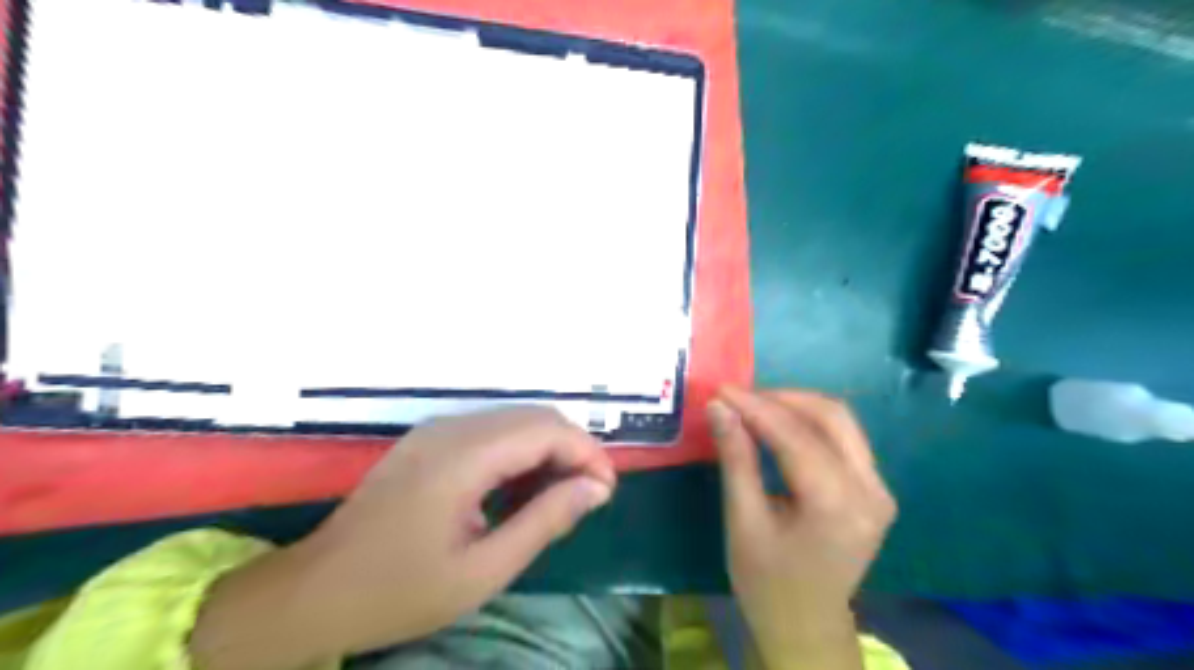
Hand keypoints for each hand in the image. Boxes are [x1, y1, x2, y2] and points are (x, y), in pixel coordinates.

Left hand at [193, 407, 614, 669]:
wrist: (313, 592)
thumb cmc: (399, 591)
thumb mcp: (484, 569)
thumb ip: (545, 520)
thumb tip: (596, 488)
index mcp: (465, 456)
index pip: (547, 430)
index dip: (587, 454)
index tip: (606, 491)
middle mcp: (453, 428)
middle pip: (535, 416)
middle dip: (573, 448)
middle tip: (589, 495)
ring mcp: (437, 430)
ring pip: (515, 420)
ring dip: (548, 449)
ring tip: (560, 496)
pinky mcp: (430, 440)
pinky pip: (491, 431)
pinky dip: (520, 451)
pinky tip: (521, 488)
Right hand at [708, 388, 895, 669]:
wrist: (806, 624)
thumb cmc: (766, 580)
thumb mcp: (744, 521)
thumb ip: (735, 459)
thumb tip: (719, 408)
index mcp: (837, 506)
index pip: (796, 436)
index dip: (756, 406)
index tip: (721, 390)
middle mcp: (870, 491)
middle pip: (830, 416)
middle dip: (780, 398)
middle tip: (738, 398)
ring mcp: (879, 489)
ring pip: (841, 420)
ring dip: (796, 405)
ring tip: (753, 406)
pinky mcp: (875, 488)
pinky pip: (844, 437)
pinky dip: (809, 422)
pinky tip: (779, 424)